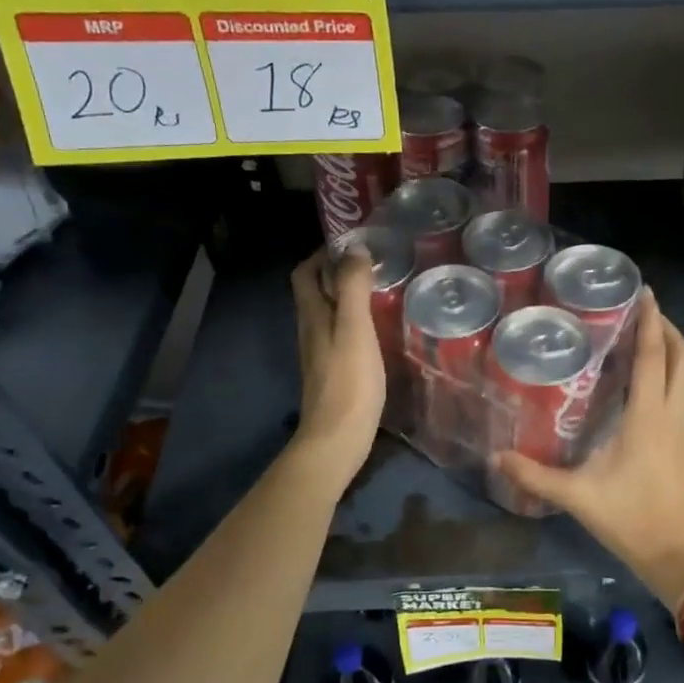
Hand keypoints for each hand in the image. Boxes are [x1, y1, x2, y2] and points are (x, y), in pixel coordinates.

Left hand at [289, 248, 385, 486]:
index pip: (304, 273)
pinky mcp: (333, 372)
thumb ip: (353, 288)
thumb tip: (354, 249)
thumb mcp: (355, 329)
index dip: (321, 254)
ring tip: (379, 290)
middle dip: (336, 272)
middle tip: (371, 264)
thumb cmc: (349, 381)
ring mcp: (320, 354)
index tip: (351, 244)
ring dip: (346, 296)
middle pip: (314, 292)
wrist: (337, 438)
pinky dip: (354, 321)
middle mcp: (310, 331)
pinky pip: (340, 334)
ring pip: (327, 313)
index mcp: (312, 316)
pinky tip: (378, 328)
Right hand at [493, 289, 683, 609]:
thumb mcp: (577, 496)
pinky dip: (668, 373)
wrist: (676, 554)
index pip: (653, 356)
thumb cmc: (630, 518)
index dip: (650, 321)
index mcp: (648, 416)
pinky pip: (680, 392)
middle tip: (640, 309)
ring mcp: (682, 428)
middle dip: (666, 327)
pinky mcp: (682, 442)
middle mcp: (671, 414)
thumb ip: (535, 475)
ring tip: (640, 336)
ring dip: (670, 349)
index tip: (645, 292)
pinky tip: (642, 380)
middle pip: (682, 357)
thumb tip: (496, 457)